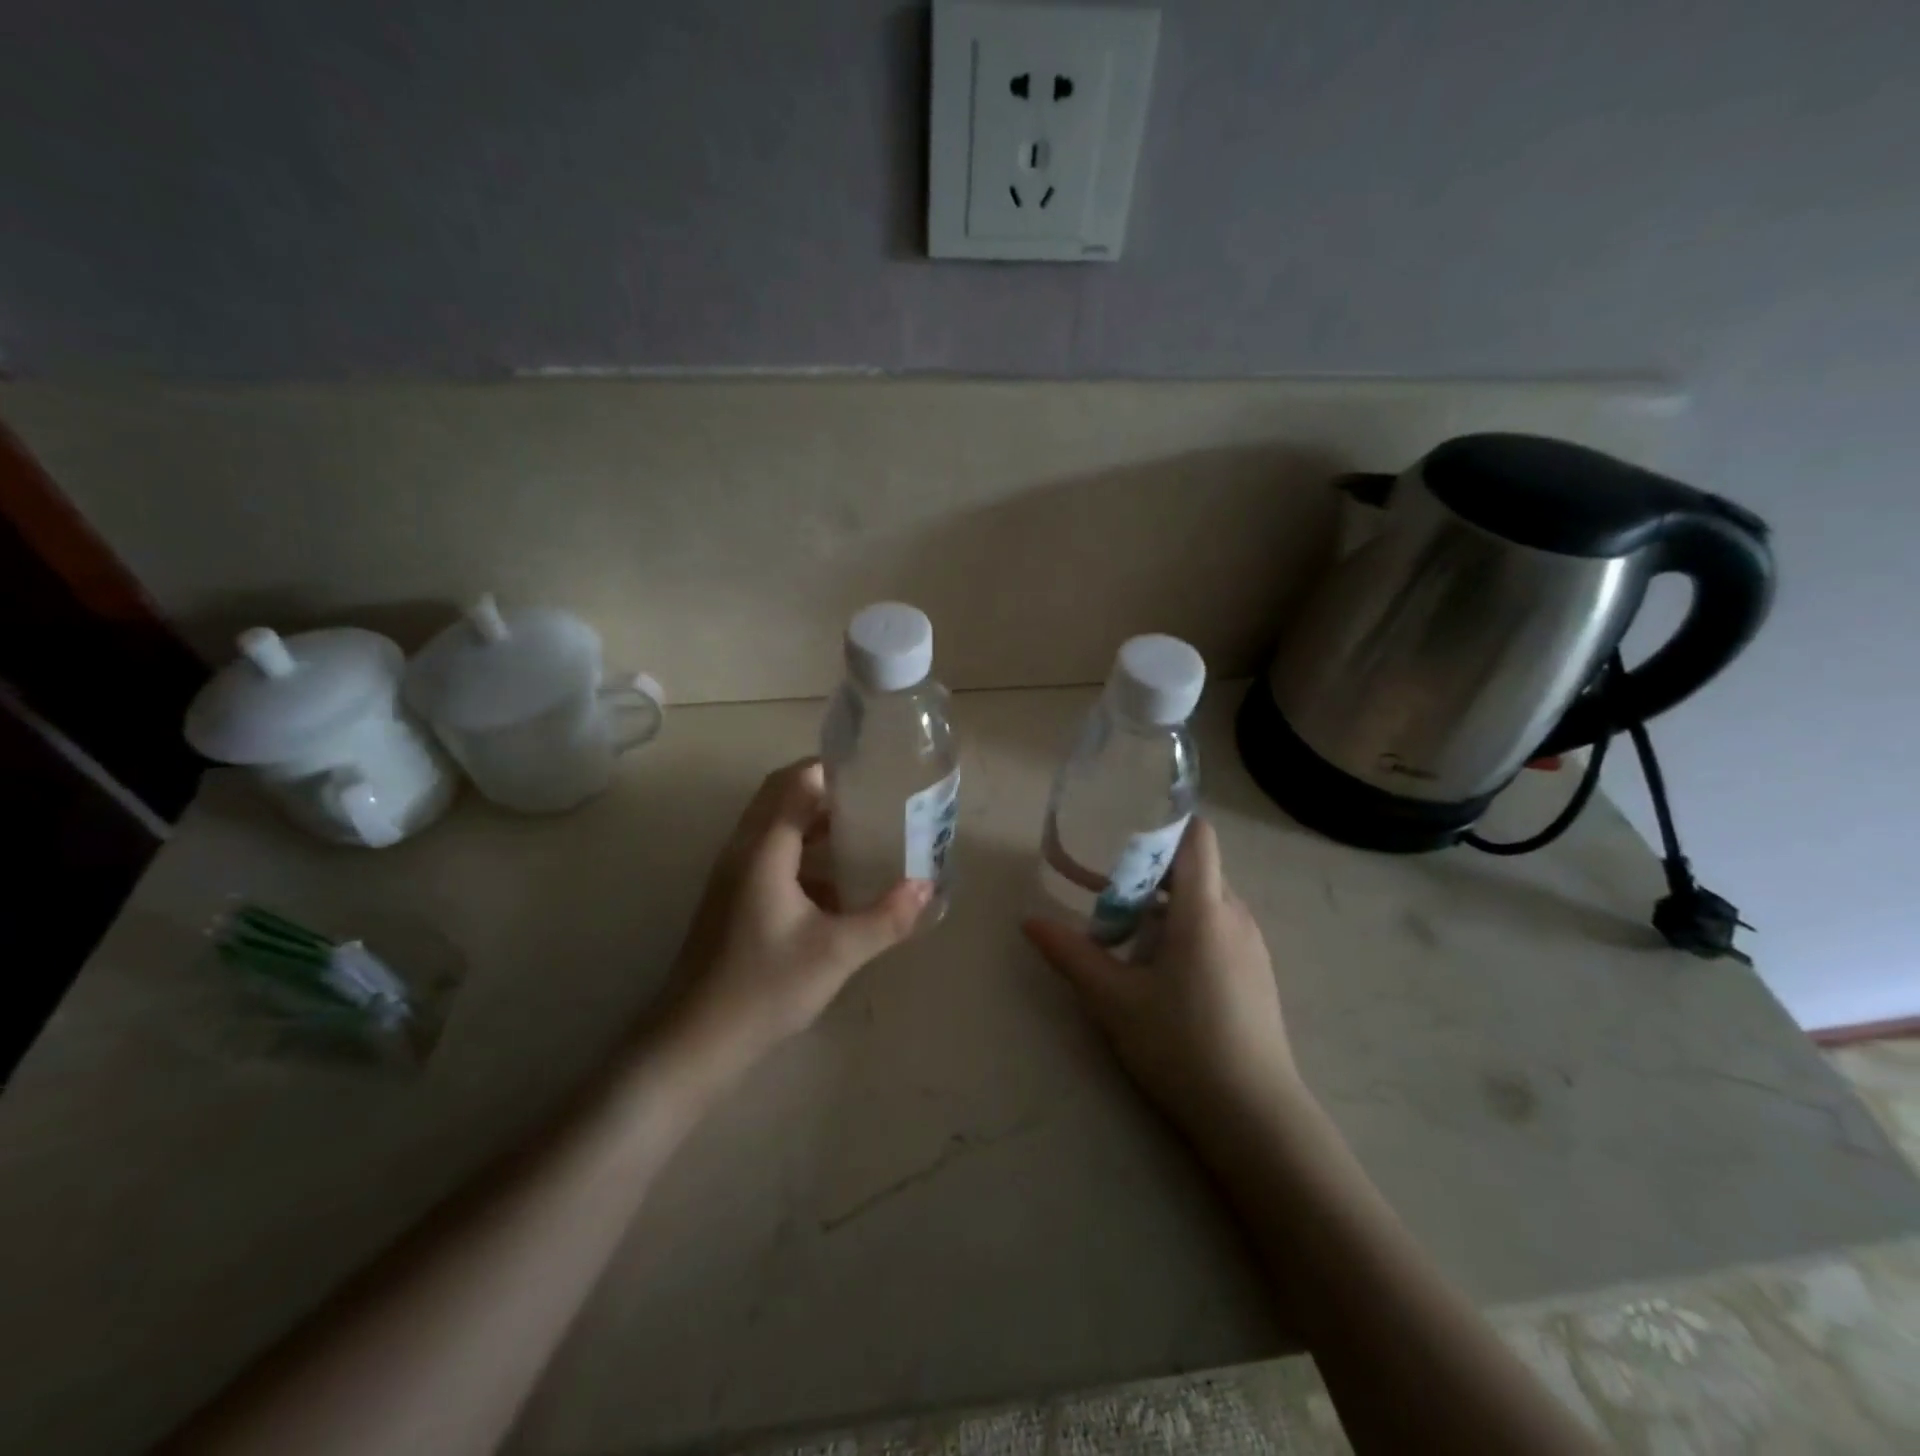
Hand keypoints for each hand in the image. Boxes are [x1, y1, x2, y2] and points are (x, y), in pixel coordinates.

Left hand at [657, 759, 930, 1076]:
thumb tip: (927, 886)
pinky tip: (836, 883)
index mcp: (764, 849)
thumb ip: (886, 917)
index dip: (832, 770)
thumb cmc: (765, 987)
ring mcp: (732, 875)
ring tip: (862, 833)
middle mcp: (743, 850)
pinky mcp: (732, 898)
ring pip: (774, 826)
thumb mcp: (837, 952)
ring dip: (813, 821)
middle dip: (825, 791)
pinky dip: (802, 852)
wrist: (695, 1041)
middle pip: (780, 796)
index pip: (796, 782)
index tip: (873, 774)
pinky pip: (770, 854)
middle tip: (872, 800)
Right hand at [1023, 818, 1300, 1134]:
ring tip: (1124, 942)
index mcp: (1204, 909)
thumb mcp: (1113, 1000)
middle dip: (1146, 877)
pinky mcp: (1256, 973)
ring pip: (1204, 902)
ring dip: (1163, 908)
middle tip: (1104, 902)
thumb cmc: (1180, 1045)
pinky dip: (1185, 932)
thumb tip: (1029, 921)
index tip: (1122, 839)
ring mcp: (1252, 946)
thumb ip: (1071, 954)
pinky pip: (1217, 929)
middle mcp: (1235, 916)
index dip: (1163, 825)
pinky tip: (1159, 975)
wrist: (1254, 1117)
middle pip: (1192, 870)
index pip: (1197, 836)